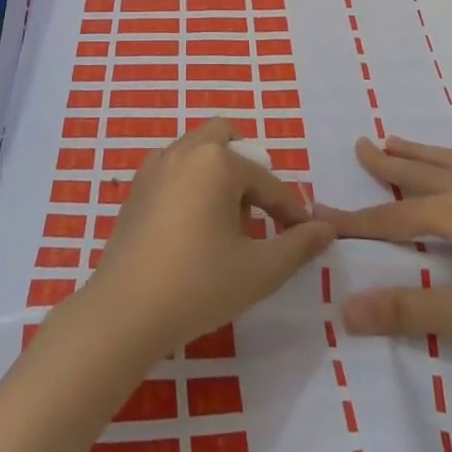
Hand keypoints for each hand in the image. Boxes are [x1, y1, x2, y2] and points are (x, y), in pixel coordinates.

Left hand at [84, 117, 334, 358]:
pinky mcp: (136, 188)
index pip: (268, 181)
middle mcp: (184, 151)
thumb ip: (298, 245)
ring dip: (219, 174)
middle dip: (249, 170)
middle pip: (227, 140)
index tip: (305, 236)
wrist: (124, 312)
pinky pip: (174, 169)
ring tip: (227, 224)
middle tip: (258, 213)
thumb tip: (327, 228)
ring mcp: (154, 166)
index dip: (291, 211)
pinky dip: (192, 183)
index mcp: (217, 162)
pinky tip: (193, 228)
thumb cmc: (198, 286)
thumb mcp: (259, 270)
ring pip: (198, 152)